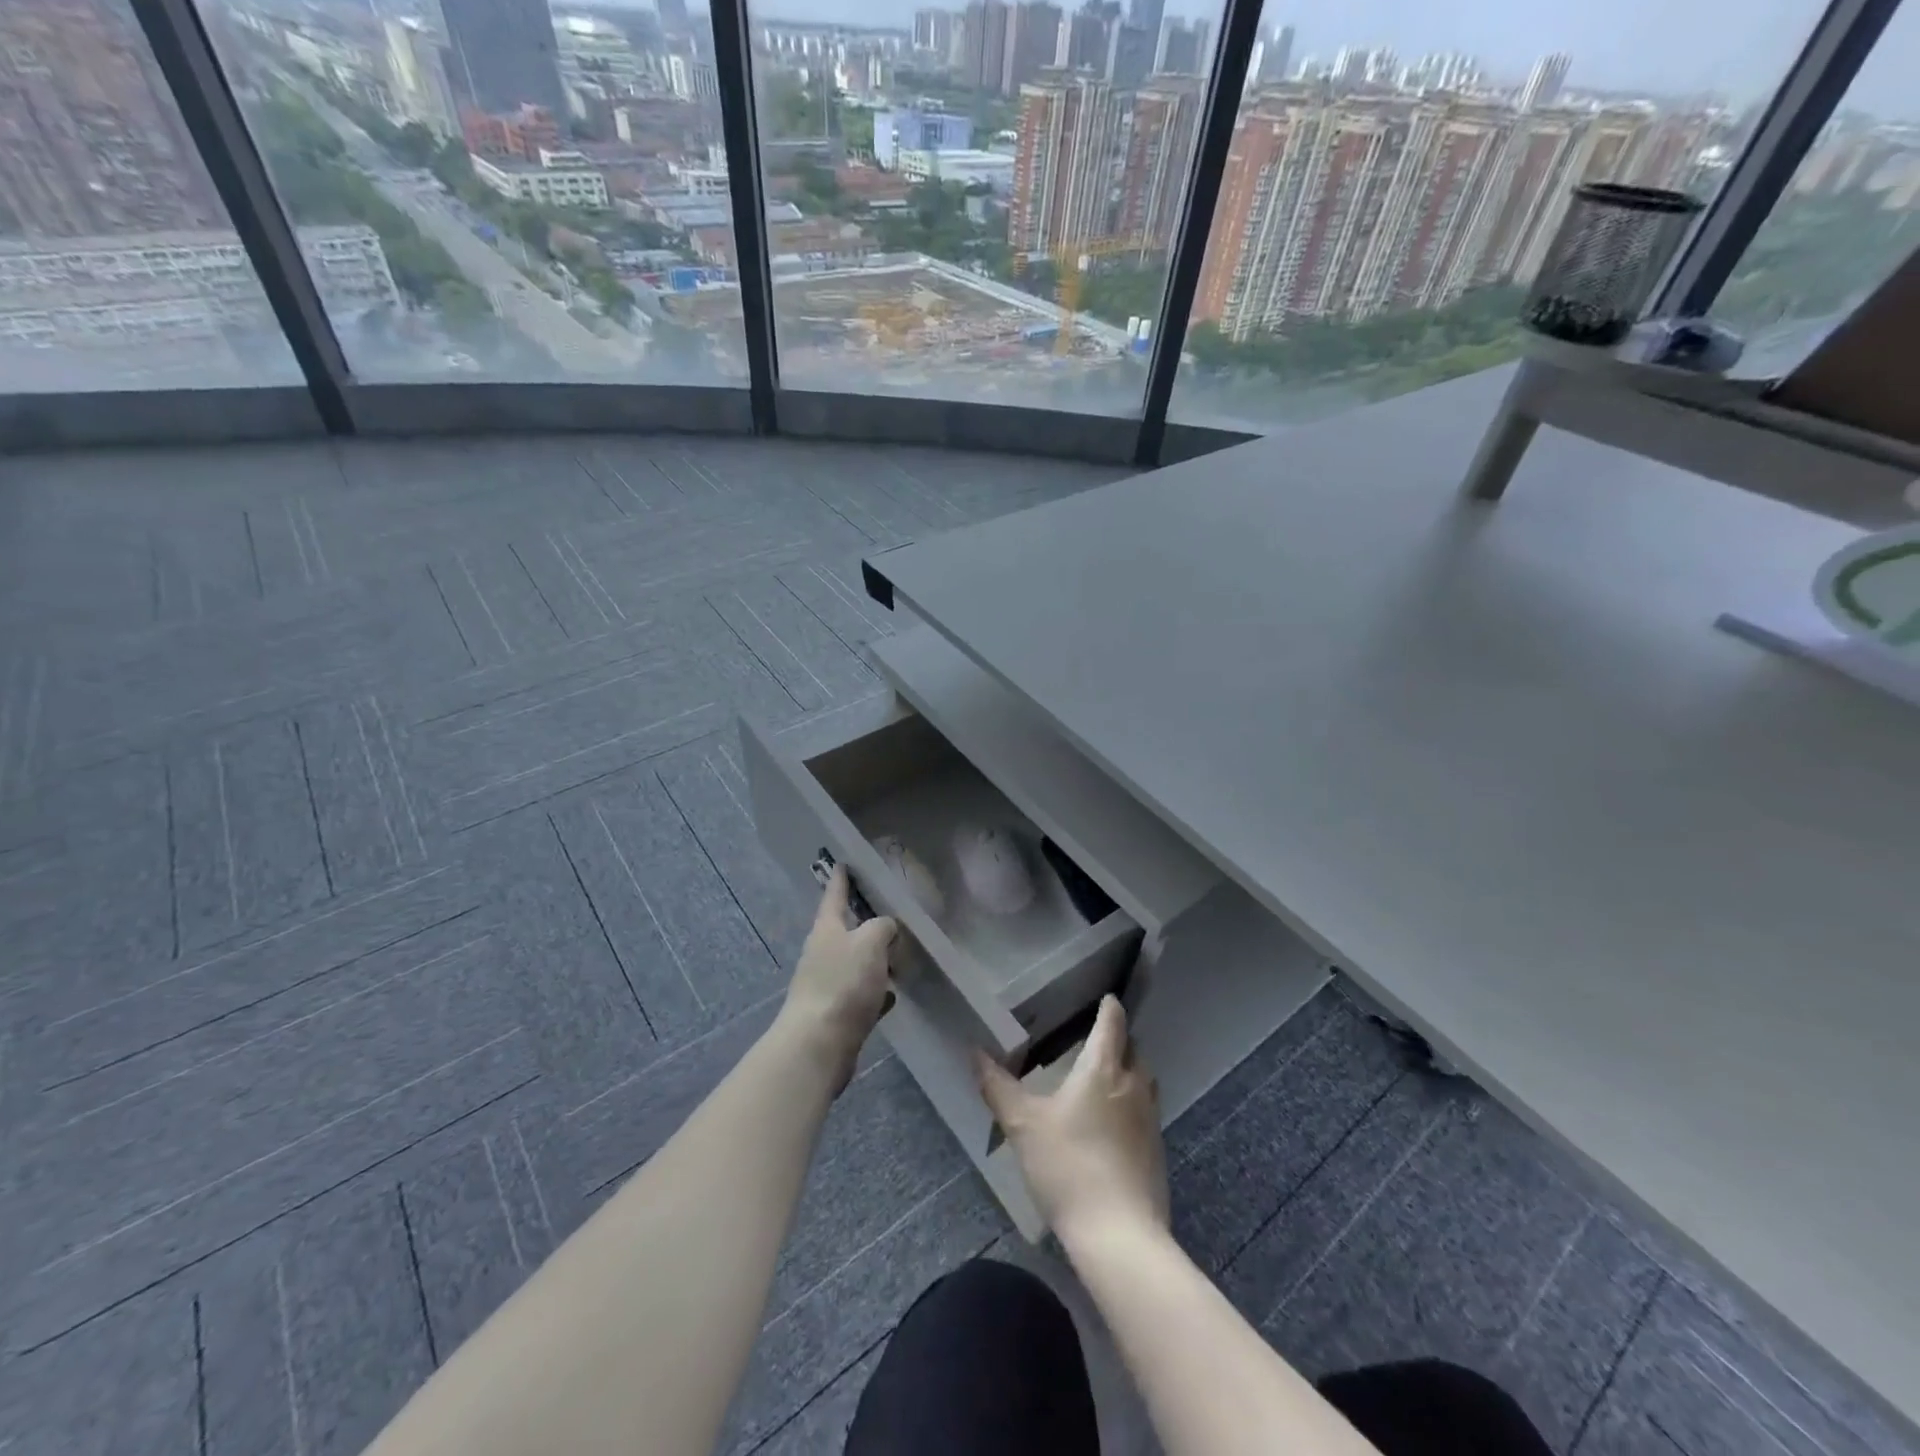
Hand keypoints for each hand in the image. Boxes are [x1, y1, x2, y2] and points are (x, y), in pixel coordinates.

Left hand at [779, 866, 896, 1090]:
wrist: (818, 1045)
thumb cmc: (843, 984)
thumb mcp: (870, 942)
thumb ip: (882, 927)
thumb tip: (886, 928)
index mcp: (827, 929)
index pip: (835, 895)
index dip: (840, 879)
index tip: (842, 863)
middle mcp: (823, 953)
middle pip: (845, 929)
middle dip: (864, 921)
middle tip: (888, 911)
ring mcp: (828, 984)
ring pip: (855, 963)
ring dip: (873, 958)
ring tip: (898, 953)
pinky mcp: (837, 1013)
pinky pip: (861, 994)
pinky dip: (876, 991)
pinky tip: (892, 994)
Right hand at [975, 995, 1167, 1248]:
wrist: (1118, 1235)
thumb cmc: (1067, 1166)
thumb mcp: (1022, 1124)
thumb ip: (997, 1085)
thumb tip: (974, 1051)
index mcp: (1103, 1069)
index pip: (1113, 1024)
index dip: (1109, 1008)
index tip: (1106, 998)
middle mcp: (1133, 1086)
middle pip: (1133, 1050)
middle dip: (1119, 1042)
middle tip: (1095, 1042)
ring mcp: (1150, 1120)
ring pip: (1143, 1082)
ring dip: (1128, 1073)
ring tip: (1103, 1081)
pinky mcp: (1157, 1152)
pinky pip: (1146, 1113)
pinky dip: (1131, 1107)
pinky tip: (1111, 1127)